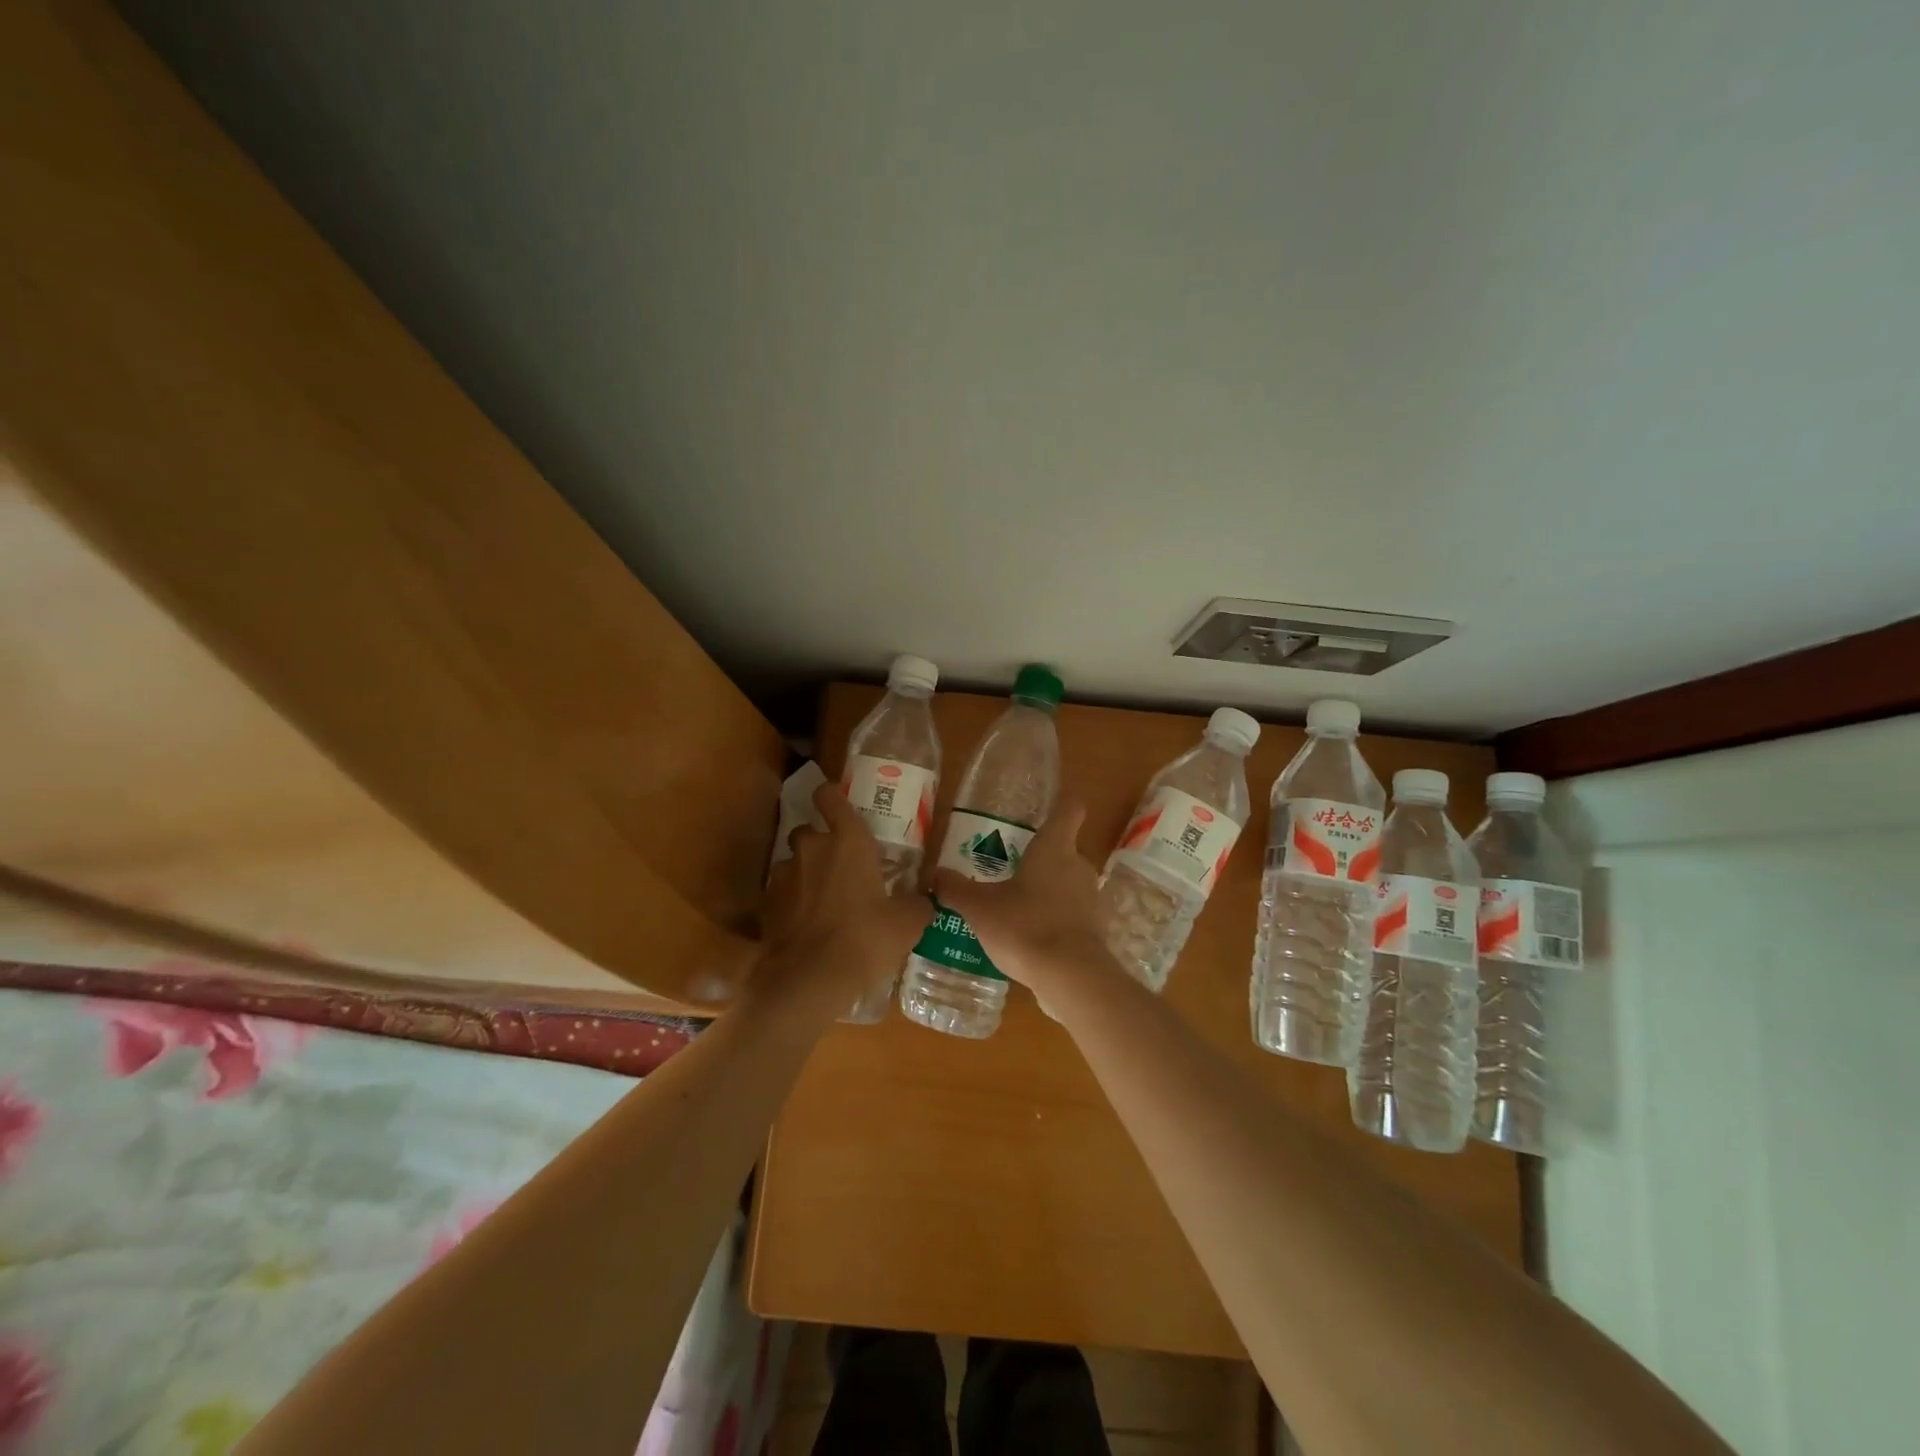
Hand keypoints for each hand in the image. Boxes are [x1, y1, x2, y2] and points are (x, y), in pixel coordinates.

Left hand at [760, 783, 933, 1013]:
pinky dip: (792, 902)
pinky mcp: (767, 904)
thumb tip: (924, 900)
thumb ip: (917, 904)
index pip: (830, 797)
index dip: (831, 796)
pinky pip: (781, 893)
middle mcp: (812, 847)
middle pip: (809, 830)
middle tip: (841, 867)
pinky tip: (806, 925)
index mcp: (848, 841)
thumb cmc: (865, 938)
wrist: (808, 980)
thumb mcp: (906, 923)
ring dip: (806, 874)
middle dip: (821, 843)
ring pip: (793, 862)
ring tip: (823, 900)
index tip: (836, 803)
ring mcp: (784, 874)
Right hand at [930, 800, 1117, 997]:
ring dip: (1049, 891)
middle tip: (1012, 869)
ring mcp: (1092, 899)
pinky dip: (1057, 919)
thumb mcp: (980, 908)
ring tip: (1017, 906)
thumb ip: (955, 889)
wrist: (1071, 977)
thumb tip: (932, 874)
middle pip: (1065, 850)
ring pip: (1069, 883)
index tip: (1049, 807)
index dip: (1062, 804)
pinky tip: (1032, 936)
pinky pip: (1073, 914)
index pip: (1070, 810)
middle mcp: (1079, 866)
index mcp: (1054, 848)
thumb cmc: (1025, 926)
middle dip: (1041, 858)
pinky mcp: (1095, 929)